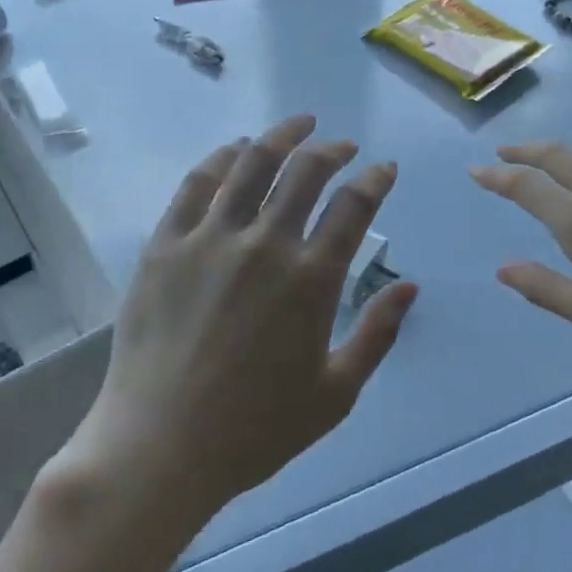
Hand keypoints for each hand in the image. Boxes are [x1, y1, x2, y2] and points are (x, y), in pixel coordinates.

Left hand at [65, 116, 416, 520]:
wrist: (161, 446)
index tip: (383, 168)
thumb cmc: (255, 429)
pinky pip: (196, 183)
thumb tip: (410, 287)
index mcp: (312, 279)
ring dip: (281, 136)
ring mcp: (210, 238)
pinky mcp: (165, 243)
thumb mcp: (335, 394)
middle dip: (332, 150)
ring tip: (298, 125)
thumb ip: (377, 334)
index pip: (354, 205)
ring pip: (251, 163)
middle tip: (342, 146)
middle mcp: (264, 244)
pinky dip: (222, 158)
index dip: (374, 178)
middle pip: (305, 171)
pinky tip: (236, 151)